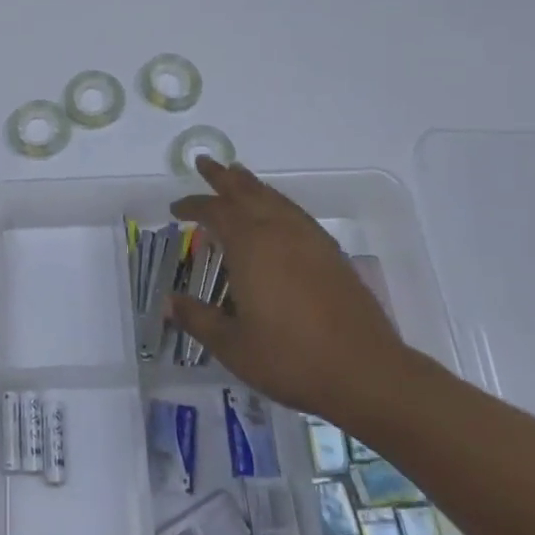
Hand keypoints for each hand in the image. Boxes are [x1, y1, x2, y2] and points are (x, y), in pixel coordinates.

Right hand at [168, 157, 413, 427]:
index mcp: (250, 245)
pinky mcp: (331, 253)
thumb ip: (198, 319)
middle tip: (204, 162)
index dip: (192, 206)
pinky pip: (295, 212)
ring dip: (251, 185)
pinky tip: (277, 212)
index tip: (175, 210)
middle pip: (246, 192)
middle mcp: (278, 231)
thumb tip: (169, 302)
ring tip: (238, 175)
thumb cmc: (290, 358)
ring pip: (274, 198)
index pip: (214, 212)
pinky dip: (277, 202)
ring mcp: (309, 239)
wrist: (365, 372)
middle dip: (222, 177)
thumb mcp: (232, 345)